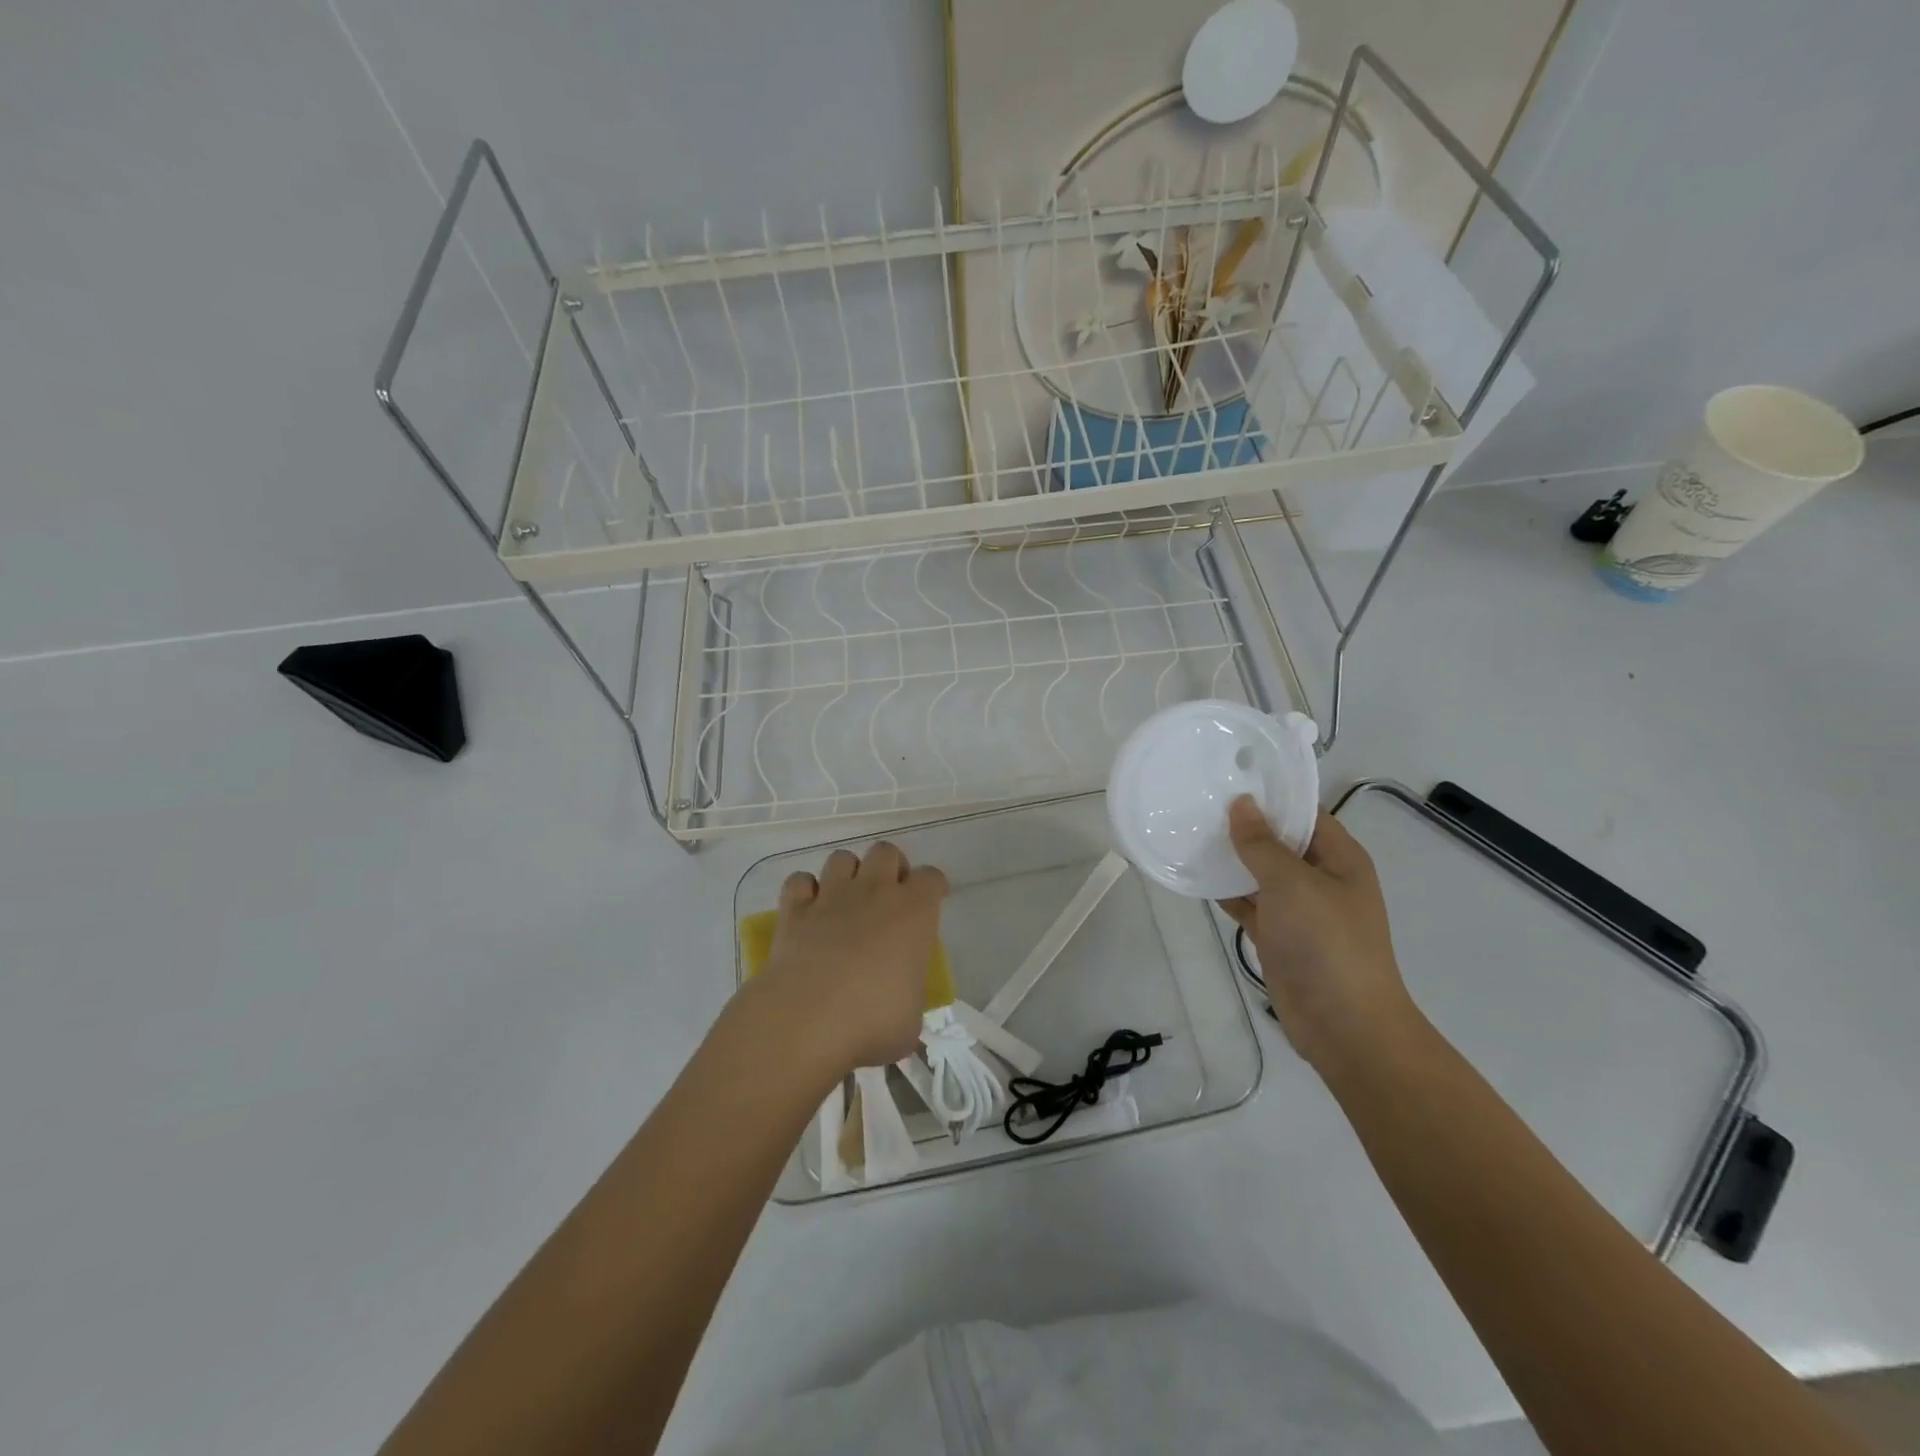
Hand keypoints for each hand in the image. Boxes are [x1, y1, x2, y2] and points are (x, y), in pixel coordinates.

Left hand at [752, 841, 947, 1074]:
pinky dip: (804, 891)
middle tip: (888, 897)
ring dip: (847, 873)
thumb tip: (902, 1012)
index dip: (933, 887)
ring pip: (842, 857)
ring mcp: (831, 896)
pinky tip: (808, 910)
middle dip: (890, 867)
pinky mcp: (794, 910)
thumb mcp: (910, 1021)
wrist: (806, 1020)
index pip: (932, 877)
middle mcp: (874, 892)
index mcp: (914, 913)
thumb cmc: (872, 1022)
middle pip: (886, 852)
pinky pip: (799, 881)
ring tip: (847, 900)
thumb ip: (909, 1000)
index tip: (931, 902)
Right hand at [1218, 796, 1420, 1073]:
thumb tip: (1241, 803)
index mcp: (1340, 859)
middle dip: (1244, 826)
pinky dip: (1225, 892)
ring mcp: (1298, 909)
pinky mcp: (1277, 936)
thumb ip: (1262, 844)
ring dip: (1230, 859)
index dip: (1271, 796)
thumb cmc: (1327, 943)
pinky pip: (1248, 903)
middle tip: (1198, 801)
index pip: (1304, 813)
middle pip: (1279, 842)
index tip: (1230, 776)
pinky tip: (1194, 876)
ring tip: (1188, 830)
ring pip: (1259, 873)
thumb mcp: (1292, 884)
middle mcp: (1321, 879)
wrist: (1344, 1025)